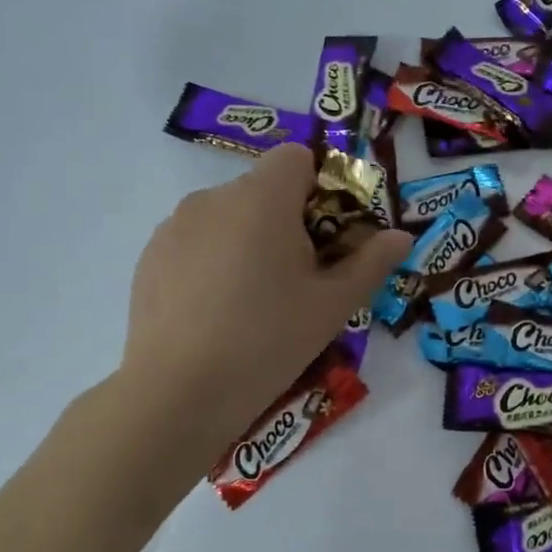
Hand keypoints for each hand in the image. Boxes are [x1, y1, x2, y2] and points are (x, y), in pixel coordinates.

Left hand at [120, 144, 411, 448]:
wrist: (179, 393)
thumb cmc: (268, 340)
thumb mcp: (333, 305)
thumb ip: (371, 262)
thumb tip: (401, 236)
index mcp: (261, 198)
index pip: (296, 158)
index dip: (320, 188)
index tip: (327, 238)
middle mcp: (213, 198)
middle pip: (262, 189)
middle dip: (287, 221)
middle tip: (298, 279)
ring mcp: (175, 226)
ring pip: (228, 216)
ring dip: (249, 240)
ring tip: (253, 301)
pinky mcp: (150, 256)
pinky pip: (196, 241)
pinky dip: (213, 260)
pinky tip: (216, 311)